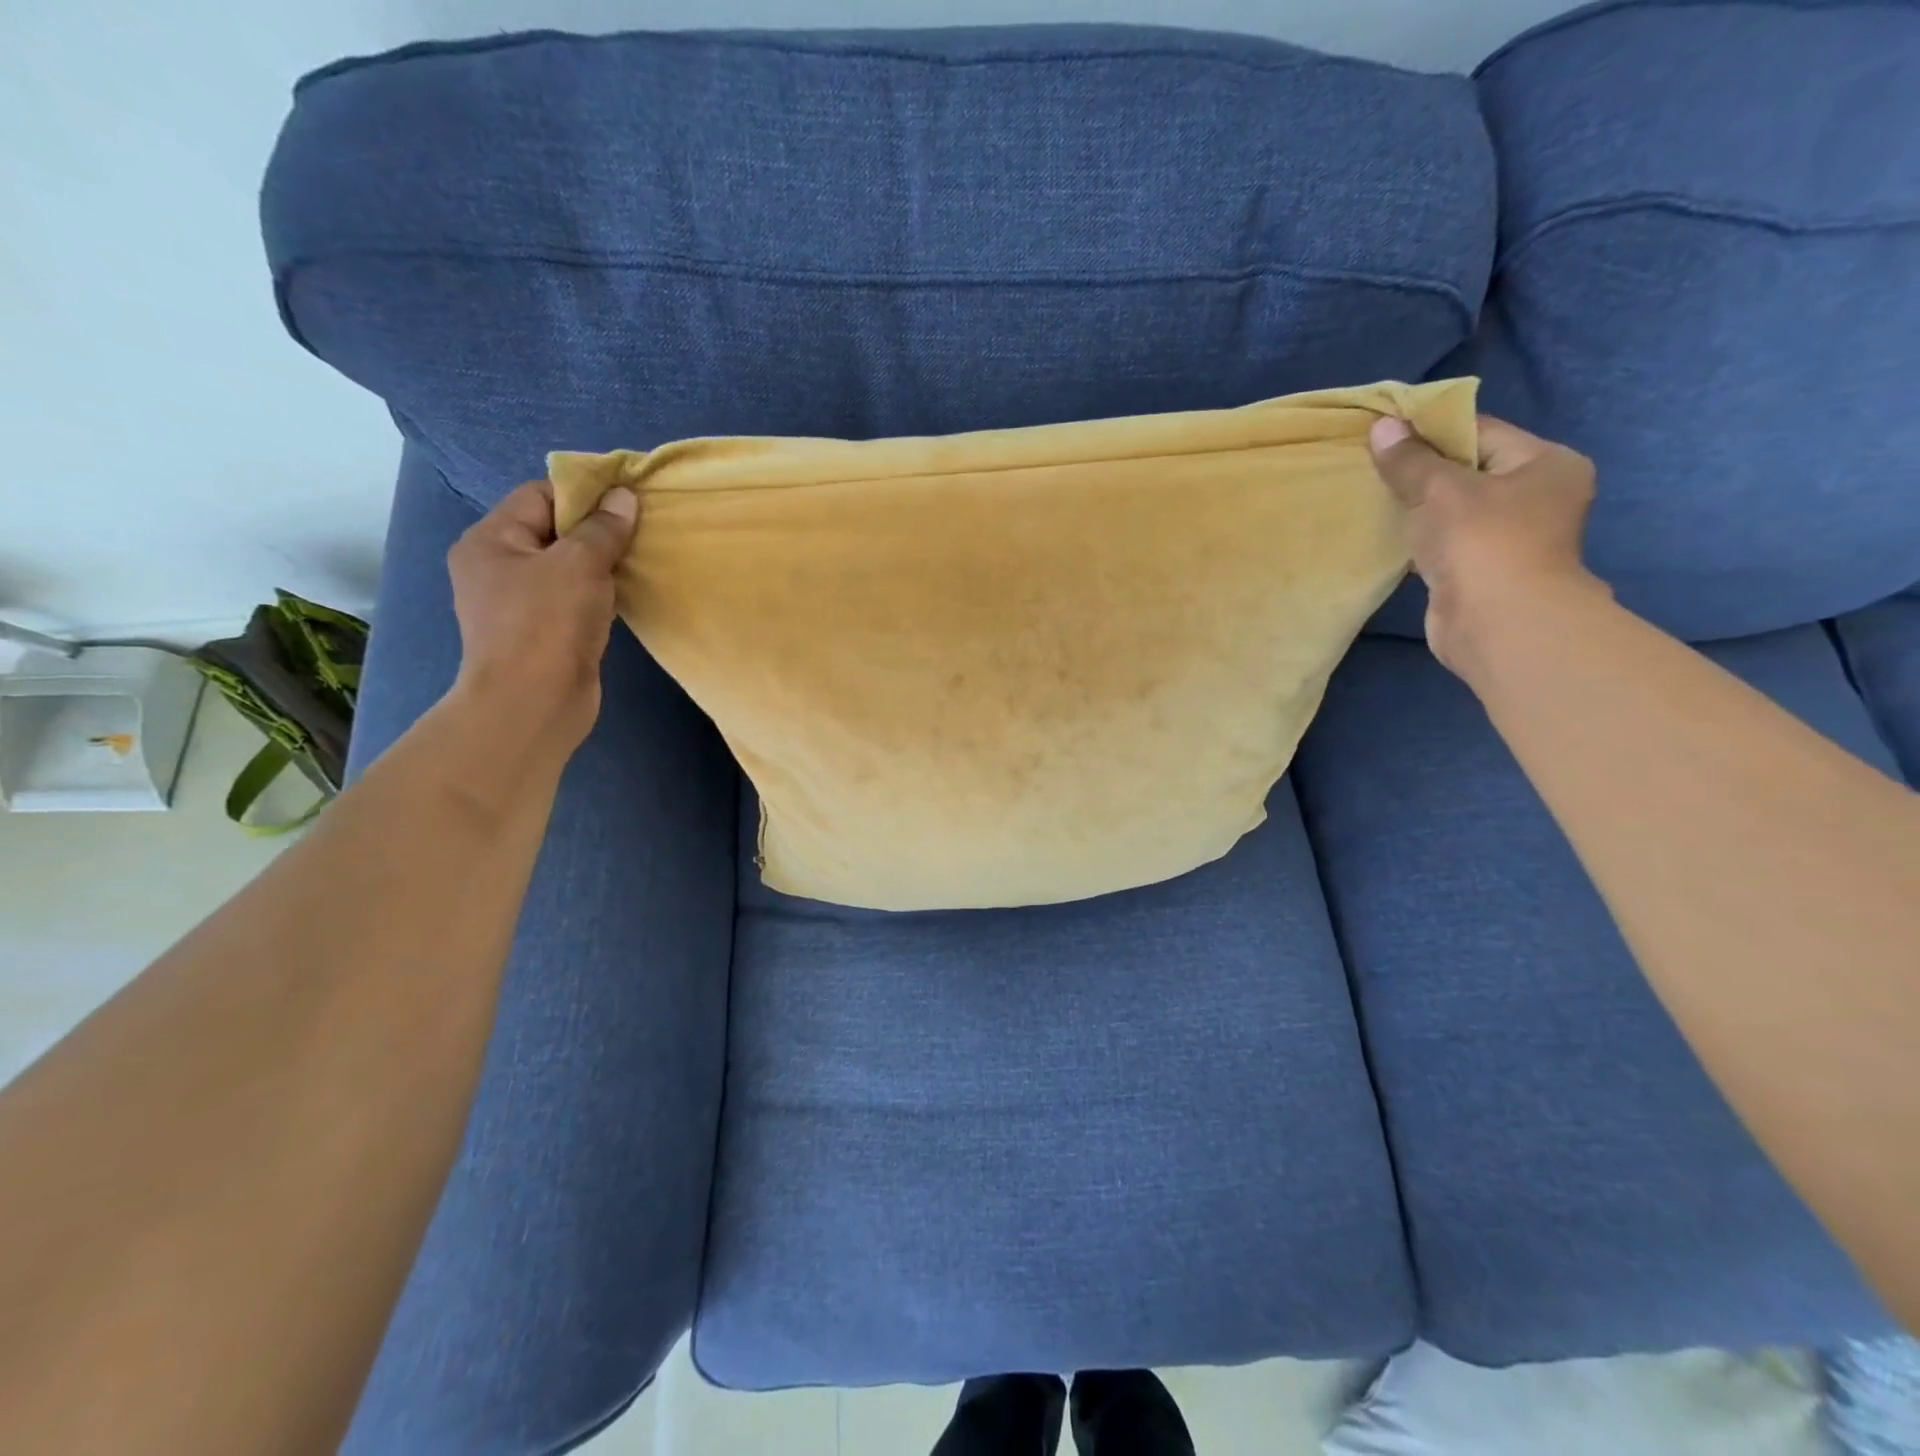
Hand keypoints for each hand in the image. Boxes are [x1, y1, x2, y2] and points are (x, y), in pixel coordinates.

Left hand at [445, 479, 638, 752]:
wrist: (534, 702)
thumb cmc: (548, 623)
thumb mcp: (579, 563)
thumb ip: (603, 528)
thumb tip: (624, 496)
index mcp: (491, 540)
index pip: (540, 495)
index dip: (584, 494)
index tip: (628, 502)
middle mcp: (498, 567)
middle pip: (554, 531)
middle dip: (597, 530)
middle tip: (640, 533)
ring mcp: (518, 603)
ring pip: (567, 568)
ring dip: (602, 565)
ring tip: (638, 563)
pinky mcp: (542, 633)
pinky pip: (574, 599)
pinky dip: (599, 594)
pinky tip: (625, 597)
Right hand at [1368, 414, 1603, 677]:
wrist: (1497, 623)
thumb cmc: (1481, 541)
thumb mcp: (1439, 489)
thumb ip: (1409, 459)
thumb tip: (1382, 426)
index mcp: (1545, 463)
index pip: (1481, 431)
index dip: (1431, 430)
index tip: (1386, 434)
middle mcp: (1538, 496)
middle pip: (1468, 470)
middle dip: (1421, 471)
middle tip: (1374, 466)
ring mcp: (1512, 537)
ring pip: (1454, 510)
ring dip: (1418, 508)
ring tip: (1375, 498)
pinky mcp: (1484, 570)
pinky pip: (1446, 542)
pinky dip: (1420, 538)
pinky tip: (1389, 535)